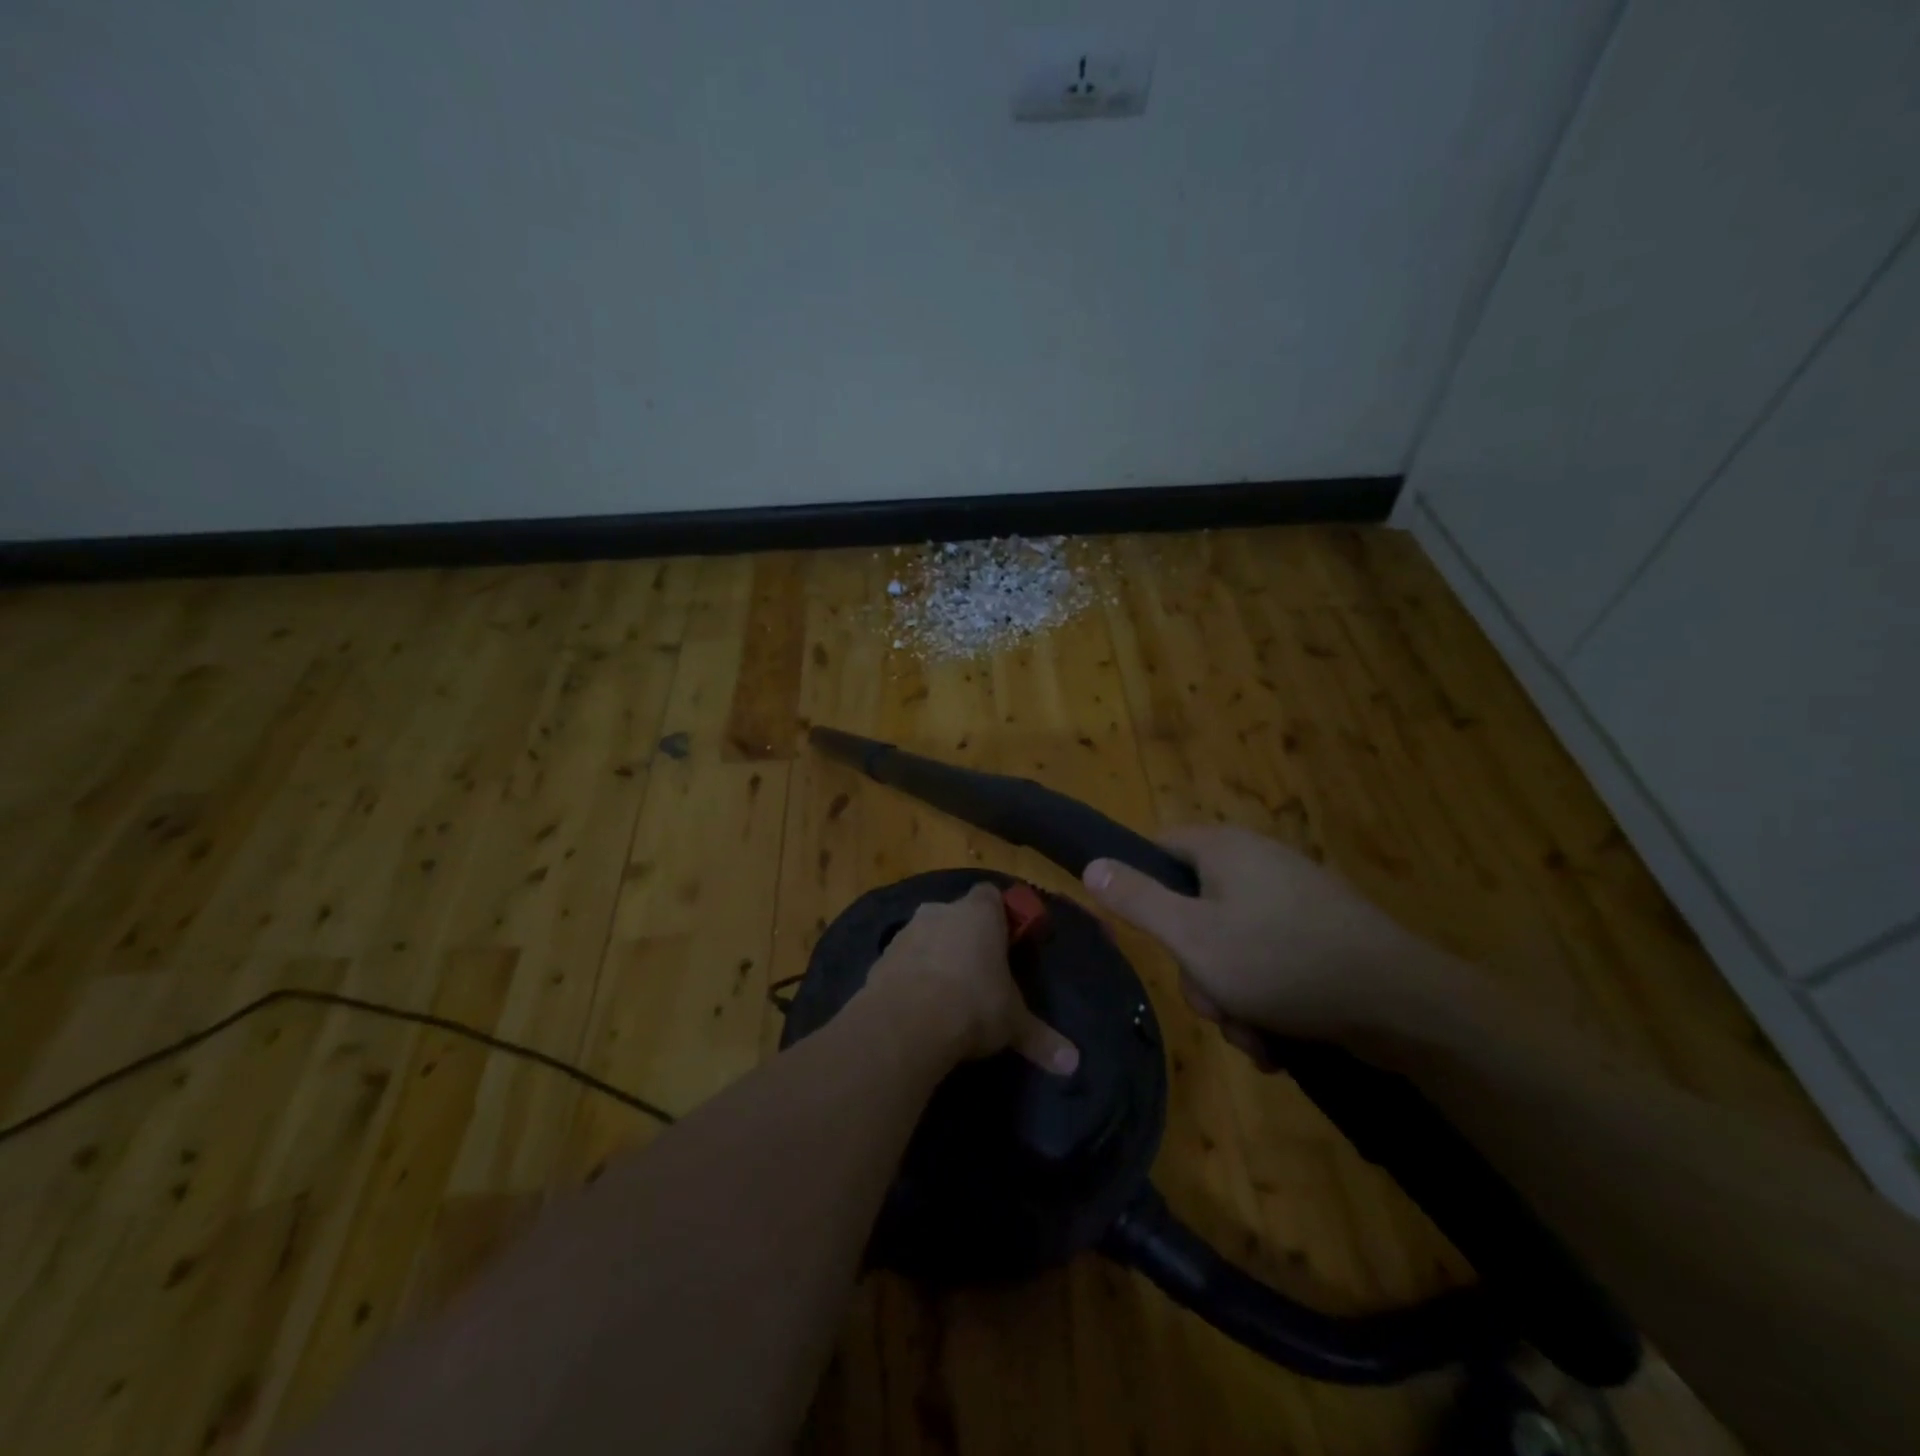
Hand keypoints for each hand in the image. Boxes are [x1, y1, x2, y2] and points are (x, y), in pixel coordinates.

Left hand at [860, 883, 1079, 1075]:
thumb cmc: (972, 1005)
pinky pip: (904, 960)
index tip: (1008, 942)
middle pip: (958, 915)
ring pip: (927, 935)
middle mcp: (941, 911)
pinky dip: (911, 975)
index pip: (991, 895)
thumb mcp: (1013, 1024)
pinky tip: (919, 1006)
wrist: (905, 1023)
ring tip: (948, 994)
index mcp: (979, 913)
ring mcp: (907, 931)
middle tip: (980, 972)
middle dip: (967, 937)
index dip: (1000, 915)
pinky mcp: (881, 957)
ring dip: (936, 955)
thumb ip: (1041, 1038)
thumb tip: (1073, 1063)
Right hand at [1082, 826, 1458, 1057]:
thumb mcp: (1191, 935)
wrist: (1403, 1004)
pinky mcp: (1321, 934)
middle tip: (1211, 1002)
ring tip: (1252, 1035)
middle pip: (1193, 907)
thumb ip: (1136, 899)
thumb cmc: (1281, 961)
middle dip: (1195, 966)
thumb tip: (1091, 865)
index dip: (1139, 885)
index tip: (1143, 933)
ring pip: (1231, 944)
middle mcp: (1257, 862)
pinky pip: (1270, 961)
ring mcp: (1293, 899)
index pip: (1158, 847)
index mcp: (1224, 848)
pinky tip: (1278, 1041)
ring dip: (1230, 995)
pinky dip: (1265, 1000)